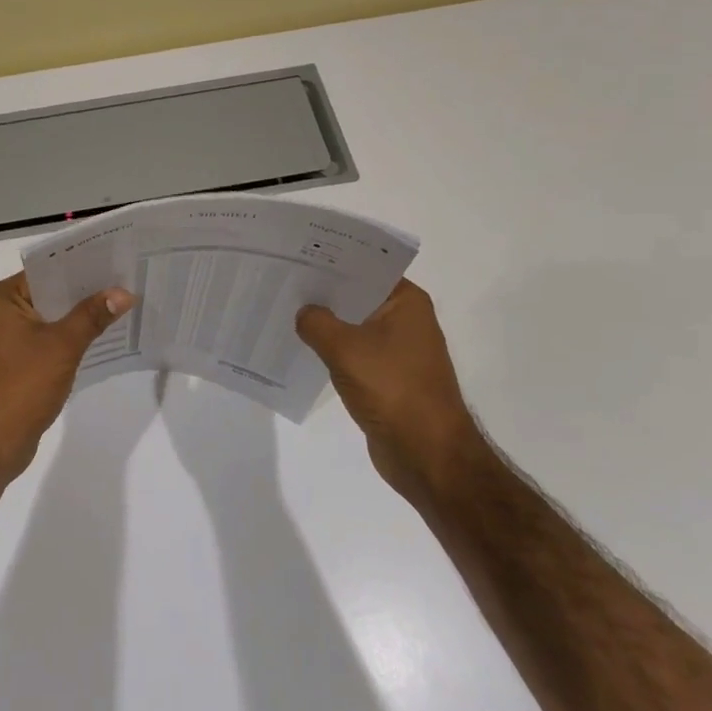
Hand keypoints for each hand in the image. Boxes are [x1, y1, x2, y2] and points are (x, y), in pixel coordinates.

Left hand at [0, 273, 134, 485]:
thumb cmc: (21, 386)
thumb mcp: (62, 346)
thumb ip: (92, 316)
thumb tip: (123, 292)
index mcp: (6, 298)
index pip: (48, 269)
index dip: (83, 264)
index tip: (117, 259)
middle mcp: (3, 312)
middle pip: (52, 292)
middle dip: (87, 291)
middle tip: (128, 282)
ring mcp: (8, 340)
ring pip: (52, 318)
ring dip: (81, 316)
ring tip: (123, 306)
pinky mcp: (17, 364)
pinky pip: (49, 341)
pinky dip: (71, 339)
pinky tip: (102, 339)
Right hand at [296, 280, 486, 503]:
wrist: (428, 456)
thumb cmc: (392, 390)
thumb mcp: (344, 348)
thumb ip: (316, 322)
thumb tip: (303, 313)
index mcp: (406, 302)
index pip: (364, 267)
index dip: (331, 261)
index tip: (296, 255)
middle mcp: (406, 320)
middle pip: (357, 295)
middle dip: (323, 292)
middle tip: (283, 280)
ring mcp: (398, 350)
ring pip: (353, 325)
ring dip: (325, 323)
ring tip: (285, 311)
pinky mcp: (388, 378)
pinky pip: (353, 353)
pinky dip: (332, 350)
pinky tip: (302, 347)